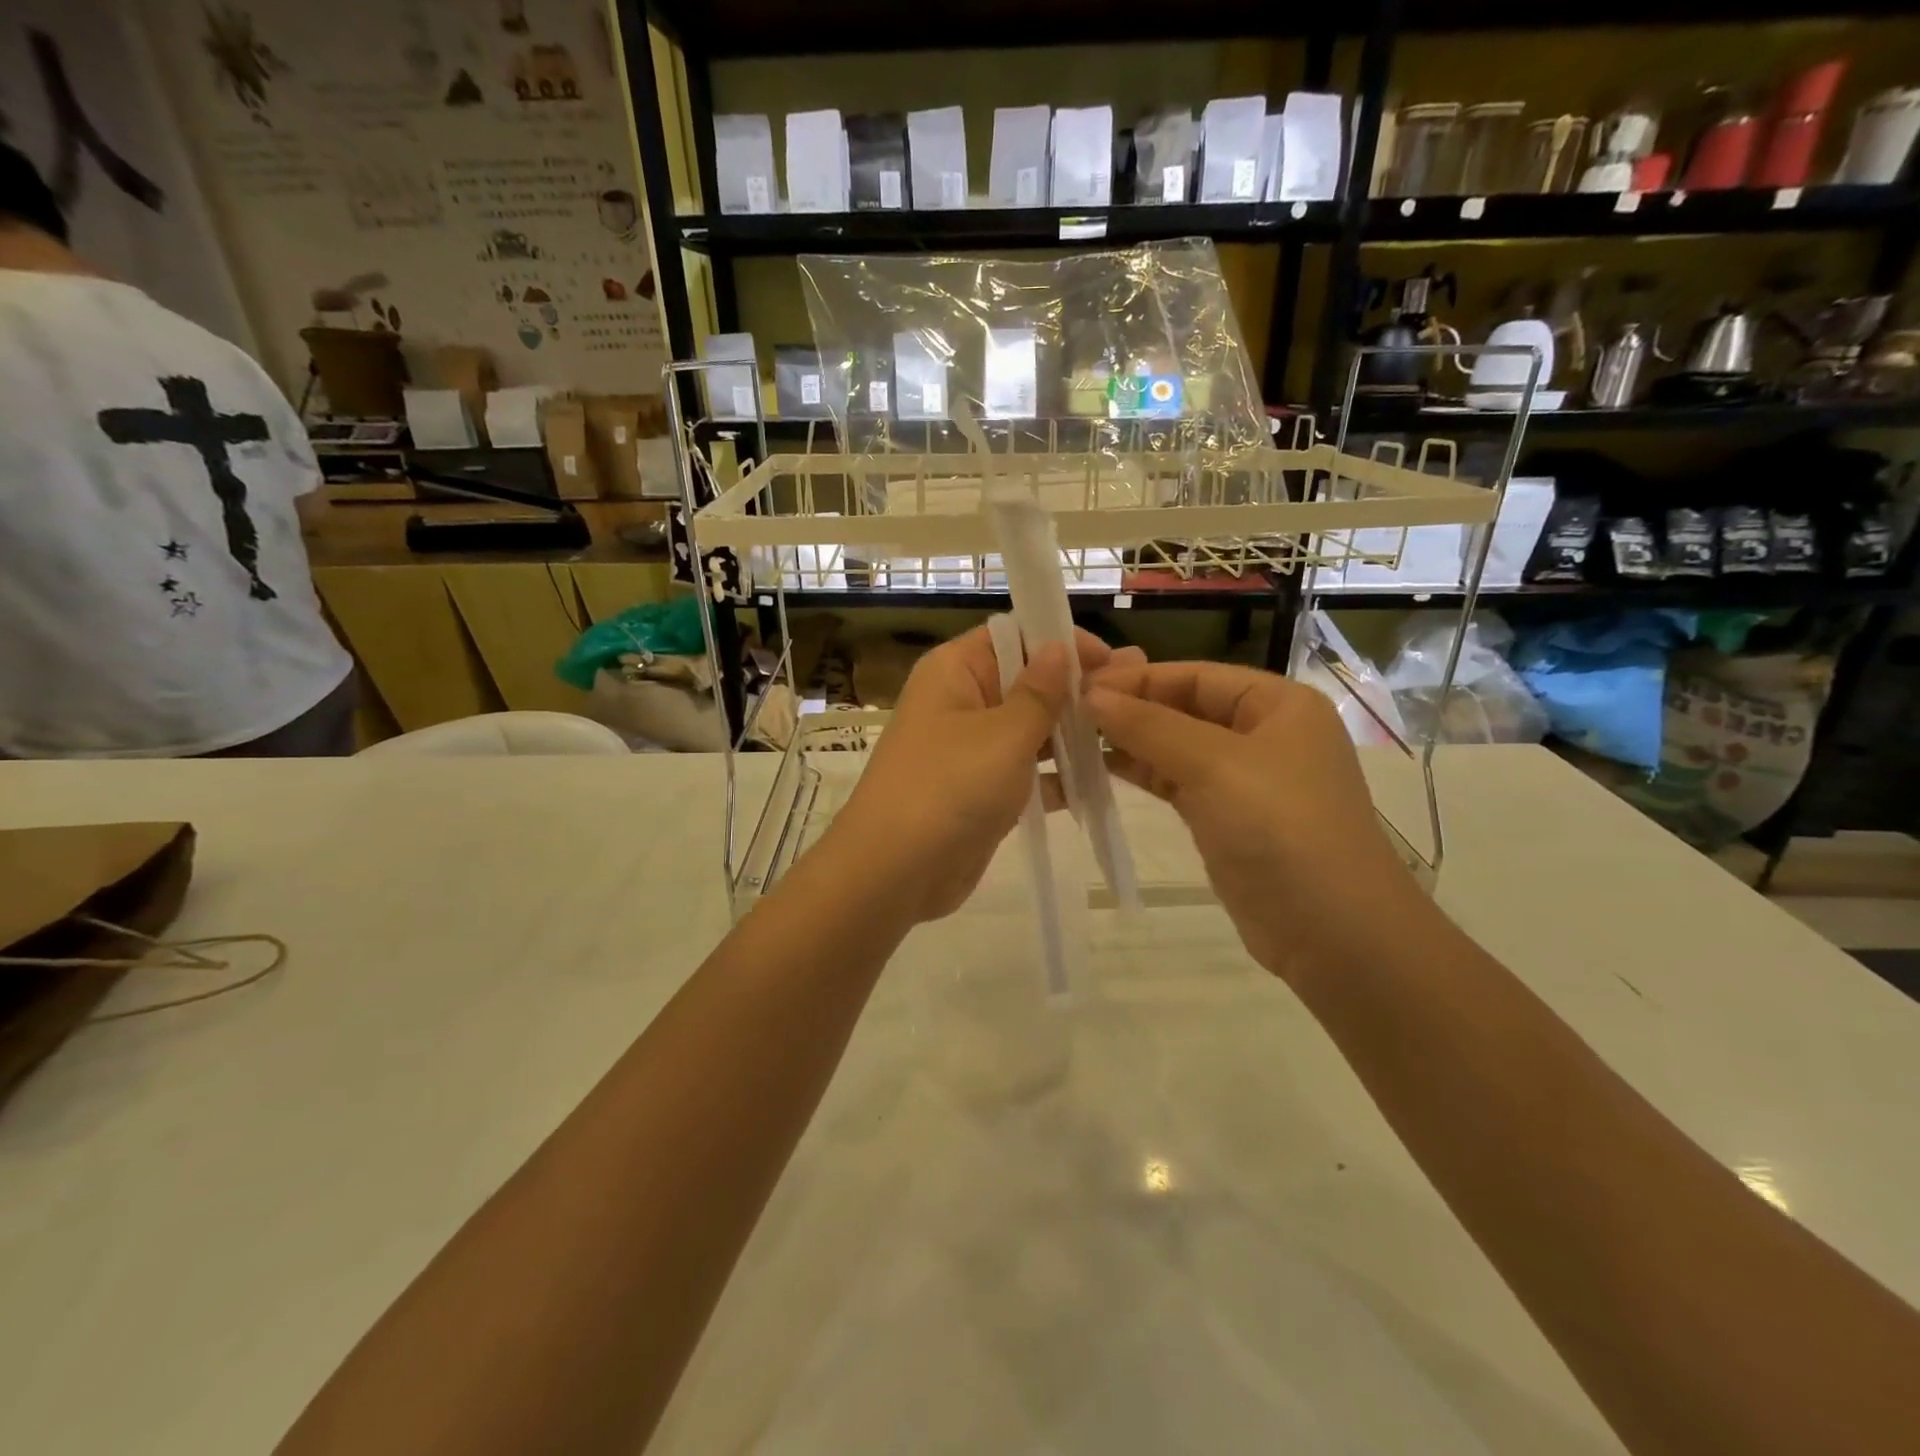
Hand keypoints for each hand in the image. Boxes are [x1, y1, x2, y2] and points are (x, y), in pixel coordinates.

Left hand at [835, 626, 1134, 922]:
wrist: (895, 872)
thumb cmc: (950, 786)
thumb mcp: (1004, 734)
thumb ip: (1039, 692)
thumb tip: (1058, 647)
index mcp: (955, 671)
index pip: (1013, 636)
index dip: (1059, 640)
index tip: (1108, 657)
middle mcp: (961, 702)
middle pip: (1024, 681)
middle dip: (1075, 687)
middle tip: (1132, 689)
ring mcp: (971, 750)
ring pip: (1029, 729)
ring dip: (1072, 732)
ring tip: (1128, 731)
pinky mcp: (981, 791)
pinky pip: (1026, 772)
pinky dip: (1057, 775)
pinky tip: (1102, 780)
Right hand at [1083, 661, 1429, 985]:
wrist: (1331, 931)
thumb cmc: (1281, 828)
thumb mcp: (1214, 765)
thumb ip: (1149, 725)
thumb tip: (1090, 694)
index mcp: (1277, 704)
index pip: (1195, 675)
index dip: (1137, 678)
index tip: (1079, 685)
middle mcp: (1263, 733)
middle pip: (1184, 707)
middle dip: (1130, 708)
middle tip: (1067, 711)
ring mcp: (1244, 778)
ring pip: (1176, 745)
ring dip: (1130, 741)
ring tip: (1073, 738)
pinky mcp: (1224, 817)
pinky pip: (1176, 781)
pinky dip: (1142, 773)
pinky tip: (1100, 769)